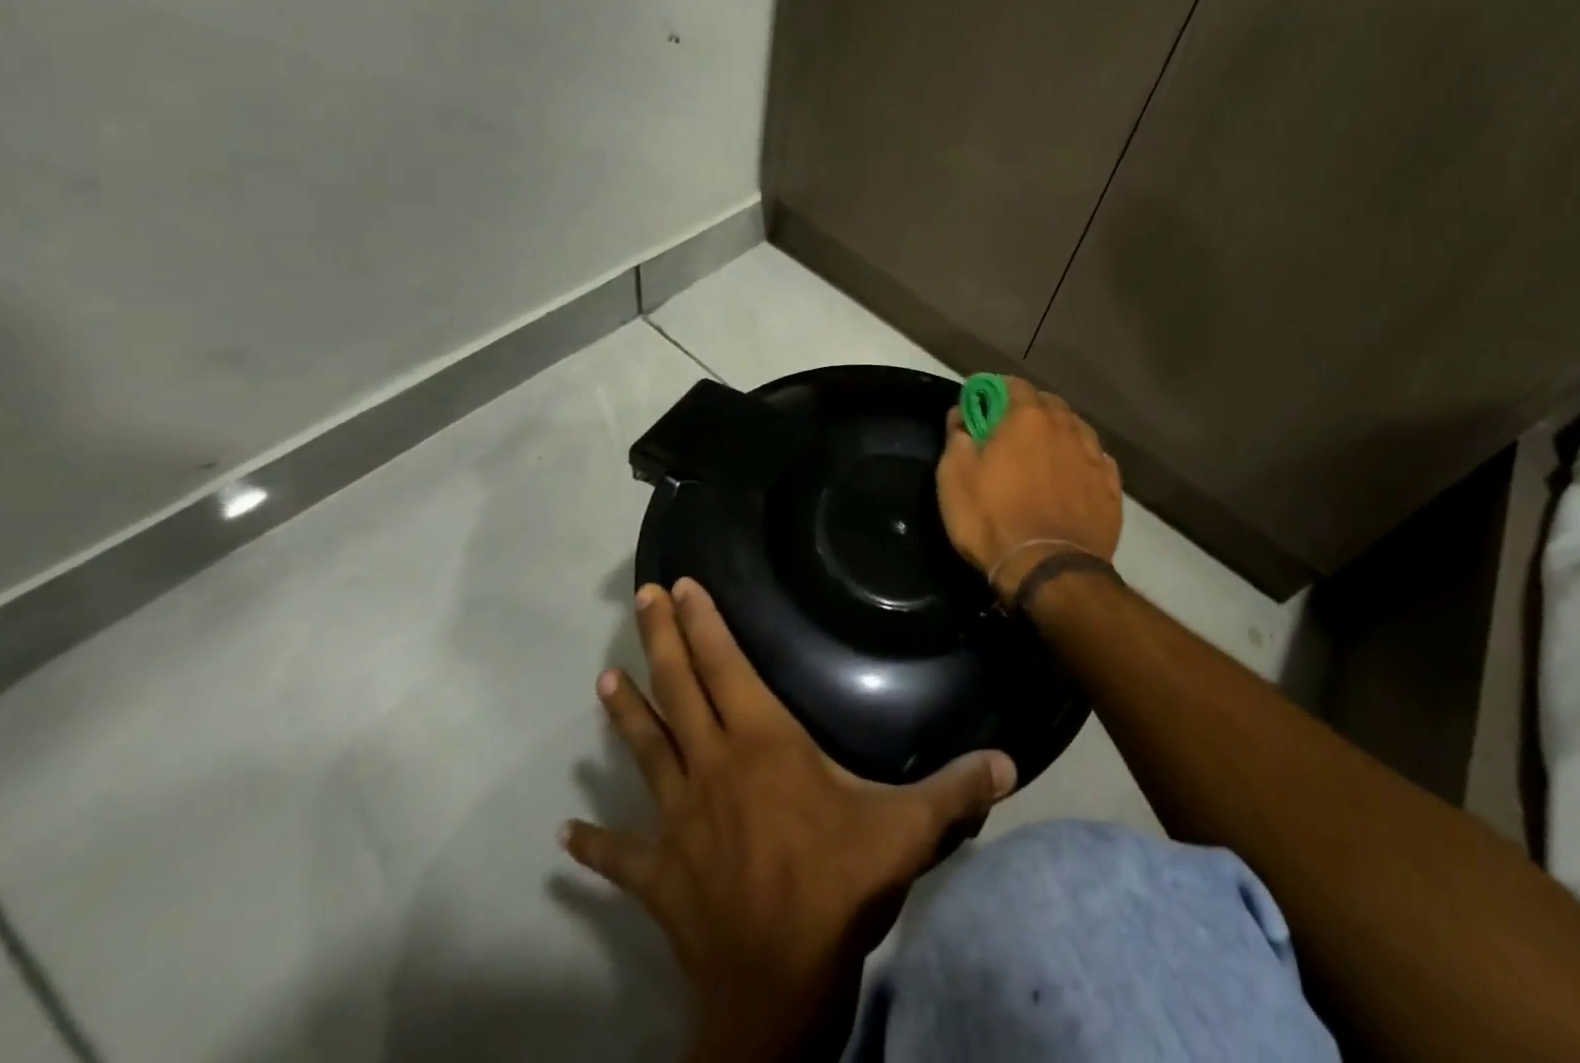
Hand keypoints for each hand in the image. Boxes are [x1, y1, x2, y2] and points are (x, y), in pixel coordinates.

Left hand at [561, 578, 1016, 1062]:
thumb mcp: (907, 832)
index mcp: (763, 745)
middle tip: (645, 596)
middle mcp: (712, 768)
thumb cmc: (838, 889)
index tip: (685, 587)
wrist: (776, 992)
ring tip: (603, 680)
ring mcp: (678, 821)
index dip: (706, 624)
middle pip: (679, 689)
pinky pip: (621, 857)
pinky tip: (567, 836)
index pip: (727, 667)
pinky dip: (595, 846)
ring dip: (625, 715)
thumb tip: (1012, 763)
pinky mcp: (659, 876)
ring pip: (645, 753)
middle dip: (662, 638)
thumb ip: (957, 790)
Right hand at [936, 377, 1122, 604]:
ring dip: (1058, 433)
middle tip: (1009, 430)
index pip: (1013, 385)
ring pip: (1075, 429)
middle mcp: (1066, 427)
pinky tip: (1071, 476)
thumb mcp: (954, 478)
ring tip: (1043, 454)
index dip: (994, 390)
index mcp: (1028, 417)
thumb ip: (957, 436)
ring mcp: (1094, 456)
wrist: (1049, 571)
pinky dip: (1080, 460)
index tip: (982, 404)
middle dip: (1028, 409)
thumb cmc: (993, 519)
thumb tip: (962, 413)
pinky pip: (1094, 460)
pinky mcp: (1111, 487)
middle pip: (1048, 404)